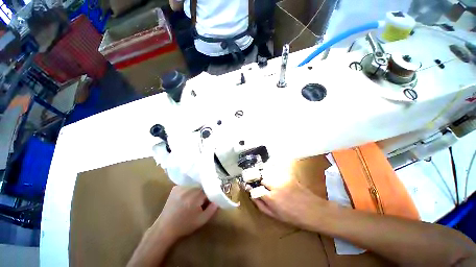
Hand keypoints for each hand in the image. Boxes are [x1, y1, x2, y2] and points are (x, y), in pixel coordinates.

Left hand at [153, 186, 217, 241]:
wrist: (165, 228)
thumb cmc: (185, 225)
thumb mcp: (202, 220)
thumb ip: (212, 209)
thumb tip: (218, 199)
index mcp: (195, 197)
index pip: (208, 189)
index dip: (210, 194)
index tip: (210, 199)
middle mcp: (188, 189)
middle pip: (201, 186)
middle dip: (203, 192)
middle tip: (202, 200)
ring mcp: (181, 187)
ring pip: (195, 185)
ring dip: (197, 190)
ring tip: (194, 199)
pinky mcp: (175, 188)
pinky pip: (187, 185)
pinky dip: (190, 189)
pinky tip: (187, 196)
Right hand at [253, 179, 328, 231]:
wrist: (313, 210)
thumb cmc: (294, 217)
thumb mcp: (275, 216)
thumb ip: (261, 206)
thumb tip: (252, 197)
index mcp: (271, 198)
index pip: (256, 188)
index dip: (252, 188)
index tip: (251, 187)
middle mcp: (275, 186)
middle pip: (262, 178)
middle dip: (261, 183)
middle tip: (264, 187)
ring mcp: (283, 180)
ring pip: (269, 174)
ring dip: (268, 178)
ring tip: (271, 184)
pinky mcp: (289, 176)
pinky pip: (277, 173)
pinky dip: (275, 175)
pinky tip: (279, 181)